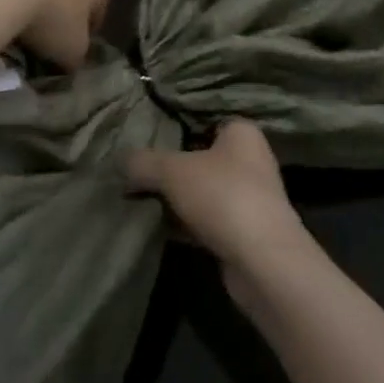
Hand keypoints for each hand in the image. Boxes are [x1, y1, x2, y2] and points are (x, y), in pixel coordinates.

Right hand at [124, 119, 312, 271]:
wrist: (263, 262)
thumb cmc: (223, 197)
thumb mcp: (173, 171)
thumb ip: (143, 162)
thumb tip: (120, 161)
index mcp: (242, 133)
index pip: (204, 120)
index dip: (175, 128)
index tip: (145, 138)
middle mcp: (250, 160)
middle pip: (200, 157)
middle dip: (169, 168)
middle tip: (134, 172)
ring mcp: (249, 198)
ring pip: (202, 191)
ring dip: (175, 199)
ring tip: (137, 200)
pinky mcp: (244, 232)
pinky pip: (206, 220)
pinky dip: (184, 224)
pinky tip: (156, 228)